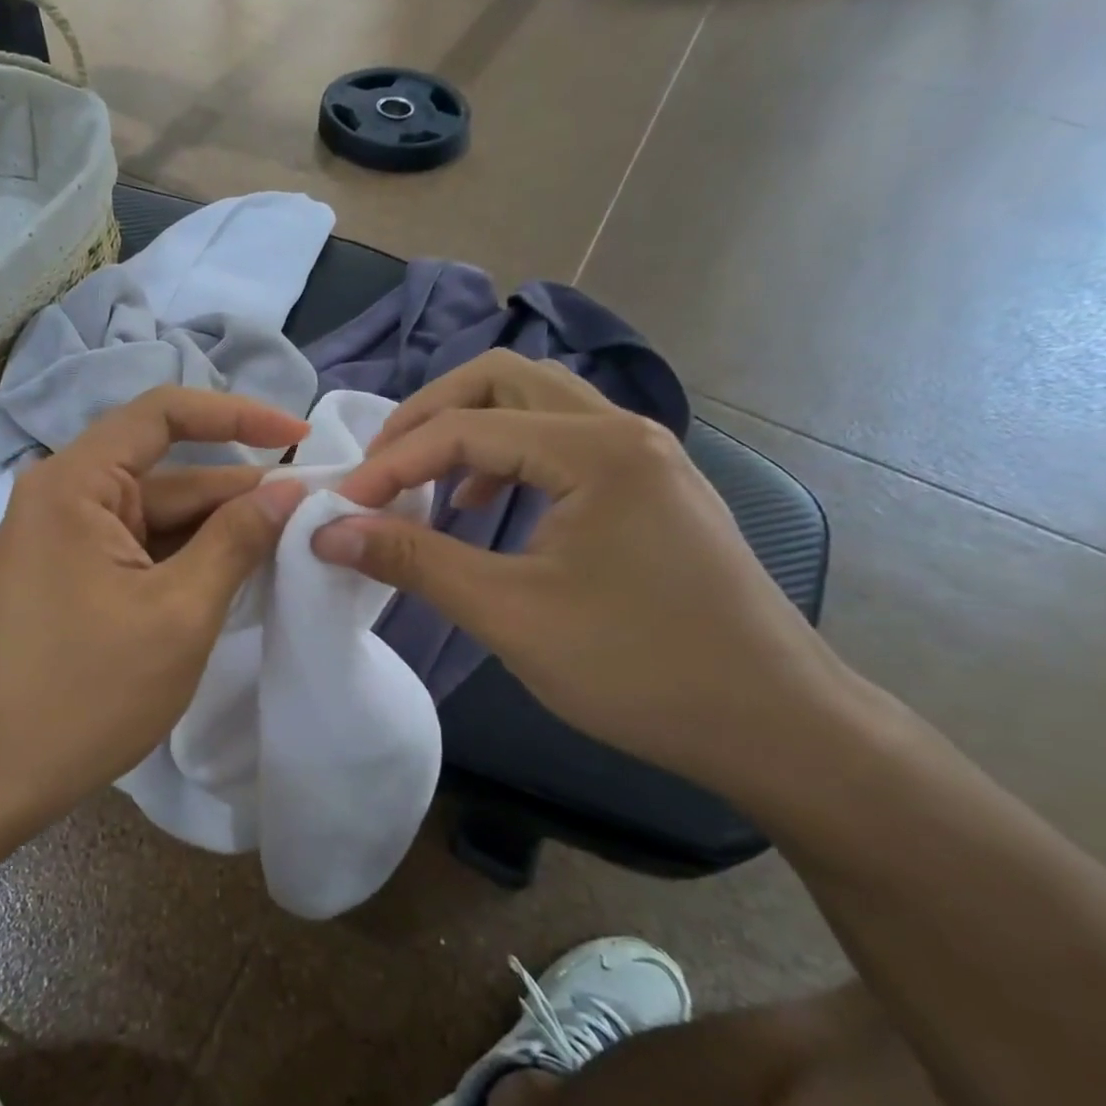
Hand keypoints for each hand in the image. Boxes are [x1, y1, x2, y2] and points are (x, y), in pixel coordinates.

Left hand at [0, 387, 308, 823]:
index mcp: (76, 484)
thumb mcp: (180, 613)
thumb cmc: (88, 692)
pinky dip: (186, 555)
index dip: (237, 414)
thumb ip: (236, 540)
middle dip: (238, 489)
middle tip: (313, 506)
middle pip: (166, 471)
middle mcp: (63, 495)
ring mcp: (63, 536)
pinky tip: (237, 571)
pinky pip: (138, 546)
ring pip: (156, 514)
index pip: (163, 414)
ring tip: (290, 540)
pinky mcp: (69, 573)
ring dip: (218, 527)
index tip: (298, 436)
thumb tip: (288, 488)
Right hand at [312, 351, 851, 791]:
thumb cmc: (641, 669)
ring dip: (467, 428)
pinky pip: (558, 439)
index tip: (341, 507)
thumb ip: (414, 561)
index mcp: (595, 449)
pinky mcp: (647, 484)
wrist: (777, 726)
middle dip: (427, 416)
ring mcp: (641, 454)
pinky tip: (482, 504)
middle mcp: (620, 429)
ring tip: (425, 481)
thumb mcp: (510, 614)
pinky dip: (505, 454)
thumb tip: (328, 531)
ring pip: (532, 402)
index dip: (391, 463)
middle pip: (500, 380)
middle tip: (382, 467)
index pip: (463, 428)